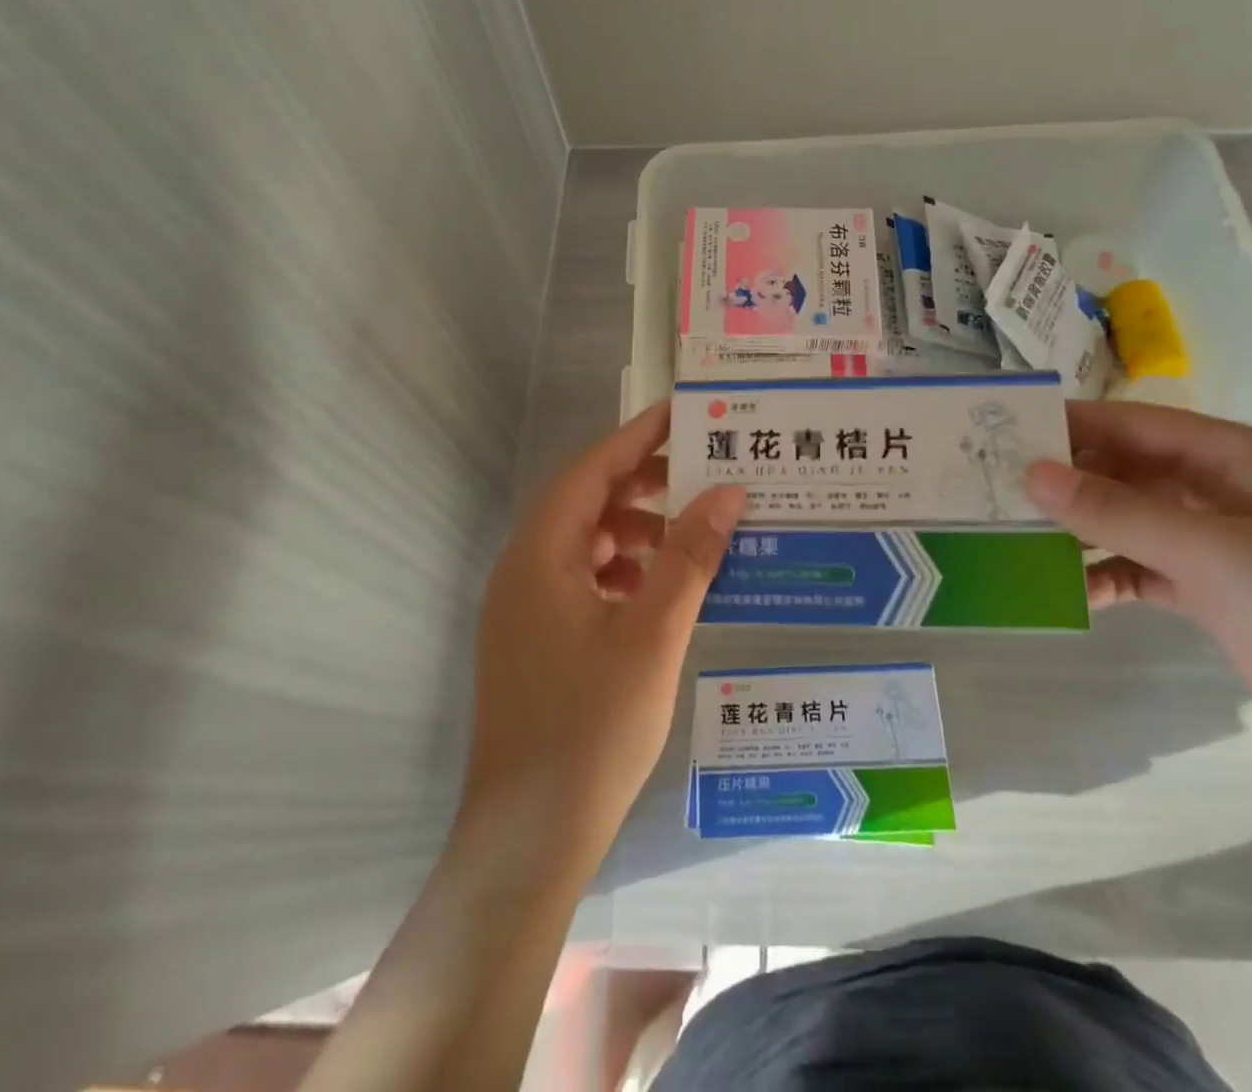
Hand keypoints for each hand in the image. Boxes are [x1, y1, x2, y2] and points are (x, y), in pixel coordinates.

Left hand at [464, 402, 744, 866]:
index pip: (592, 470)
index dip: (638, 437)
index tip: (685, 414)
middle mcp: (524, 571)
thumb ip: (690, 557)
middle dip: (644, 485)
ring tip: (693, 537)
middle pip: (587, 503)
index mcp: (541, 555)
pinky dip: (625, 573)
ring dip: (638, 532)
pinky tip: (664, 592)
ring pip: (587, 545)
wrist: (528, 838)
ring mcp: (526, 610)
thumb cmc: (591, 727)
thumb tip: (727, 492)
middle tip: (703, 475)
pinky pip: (585, 582)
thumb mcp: (652, 634)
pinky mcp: (536, 642)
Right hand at [1024, 401, 1251, 786]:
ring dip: (1082, 529)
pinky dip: (1109, 576)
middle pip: (1130, 470)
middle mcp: (1227, 492)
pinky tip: (1070, 591)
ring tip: (1016, 538)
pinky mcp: (1220, 596)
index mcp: (1239, 459)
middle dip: (1068, 478)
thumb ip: (1119, 511)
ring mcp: (1224, 546)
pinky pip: (1146, 571)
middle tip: (995, 487)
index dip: (1072, 423)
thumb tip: (1032, 473)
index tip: (1003, 430)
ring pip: (1133, 521)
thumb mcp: (1216, 552)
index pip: (1137, 424)